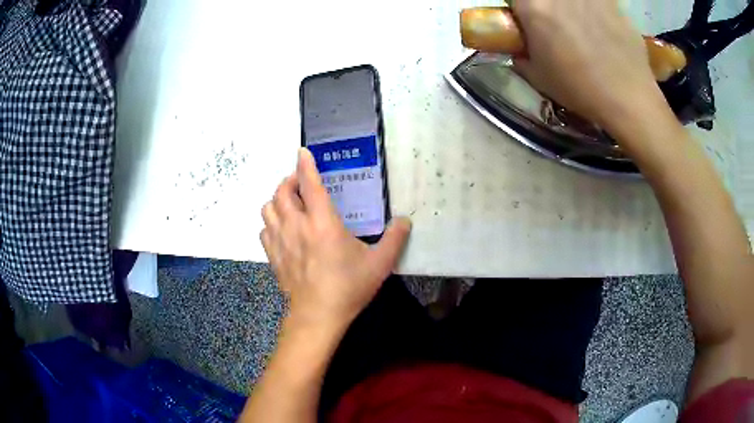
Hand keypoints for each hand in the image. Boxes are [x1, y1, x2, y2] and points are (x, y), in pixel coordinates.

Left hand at [261, 148, 410, 331]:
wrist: (318, 316)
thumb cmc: (348, 287)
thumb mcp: (379, 263)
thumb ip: (395, 239)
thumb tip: (405, 221)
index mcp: (322, 222)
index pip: (309, 184)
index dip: (305, 164)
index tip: (302, 151)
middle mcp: (297, 226)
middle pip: (282, 191)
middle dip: (289, 180)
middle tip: (301, 184)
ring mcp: (280, 241)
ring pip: (268, 208)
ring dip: (277, 201)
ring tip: (290, 205)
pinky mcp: (273, 256)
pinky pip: (264, 230)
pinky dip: (271, 223)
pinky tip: (282, 230)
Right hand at [511, 0, 664, 130]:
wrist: (628, 98)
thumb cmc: (579, 88)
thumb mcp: (538, 76)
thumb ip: (522, 55)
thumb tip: (520, 49)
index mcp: (532, 5)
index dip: (519, 10)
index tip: (525, 21)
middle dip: (546, 8)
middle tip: (555, 24)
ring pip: (572, 0)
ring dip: (571, 9)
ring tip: (581, 26)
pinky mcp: (611, 1)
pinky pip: (597, 2)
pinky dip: (595, 9)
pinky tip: (602, 27)